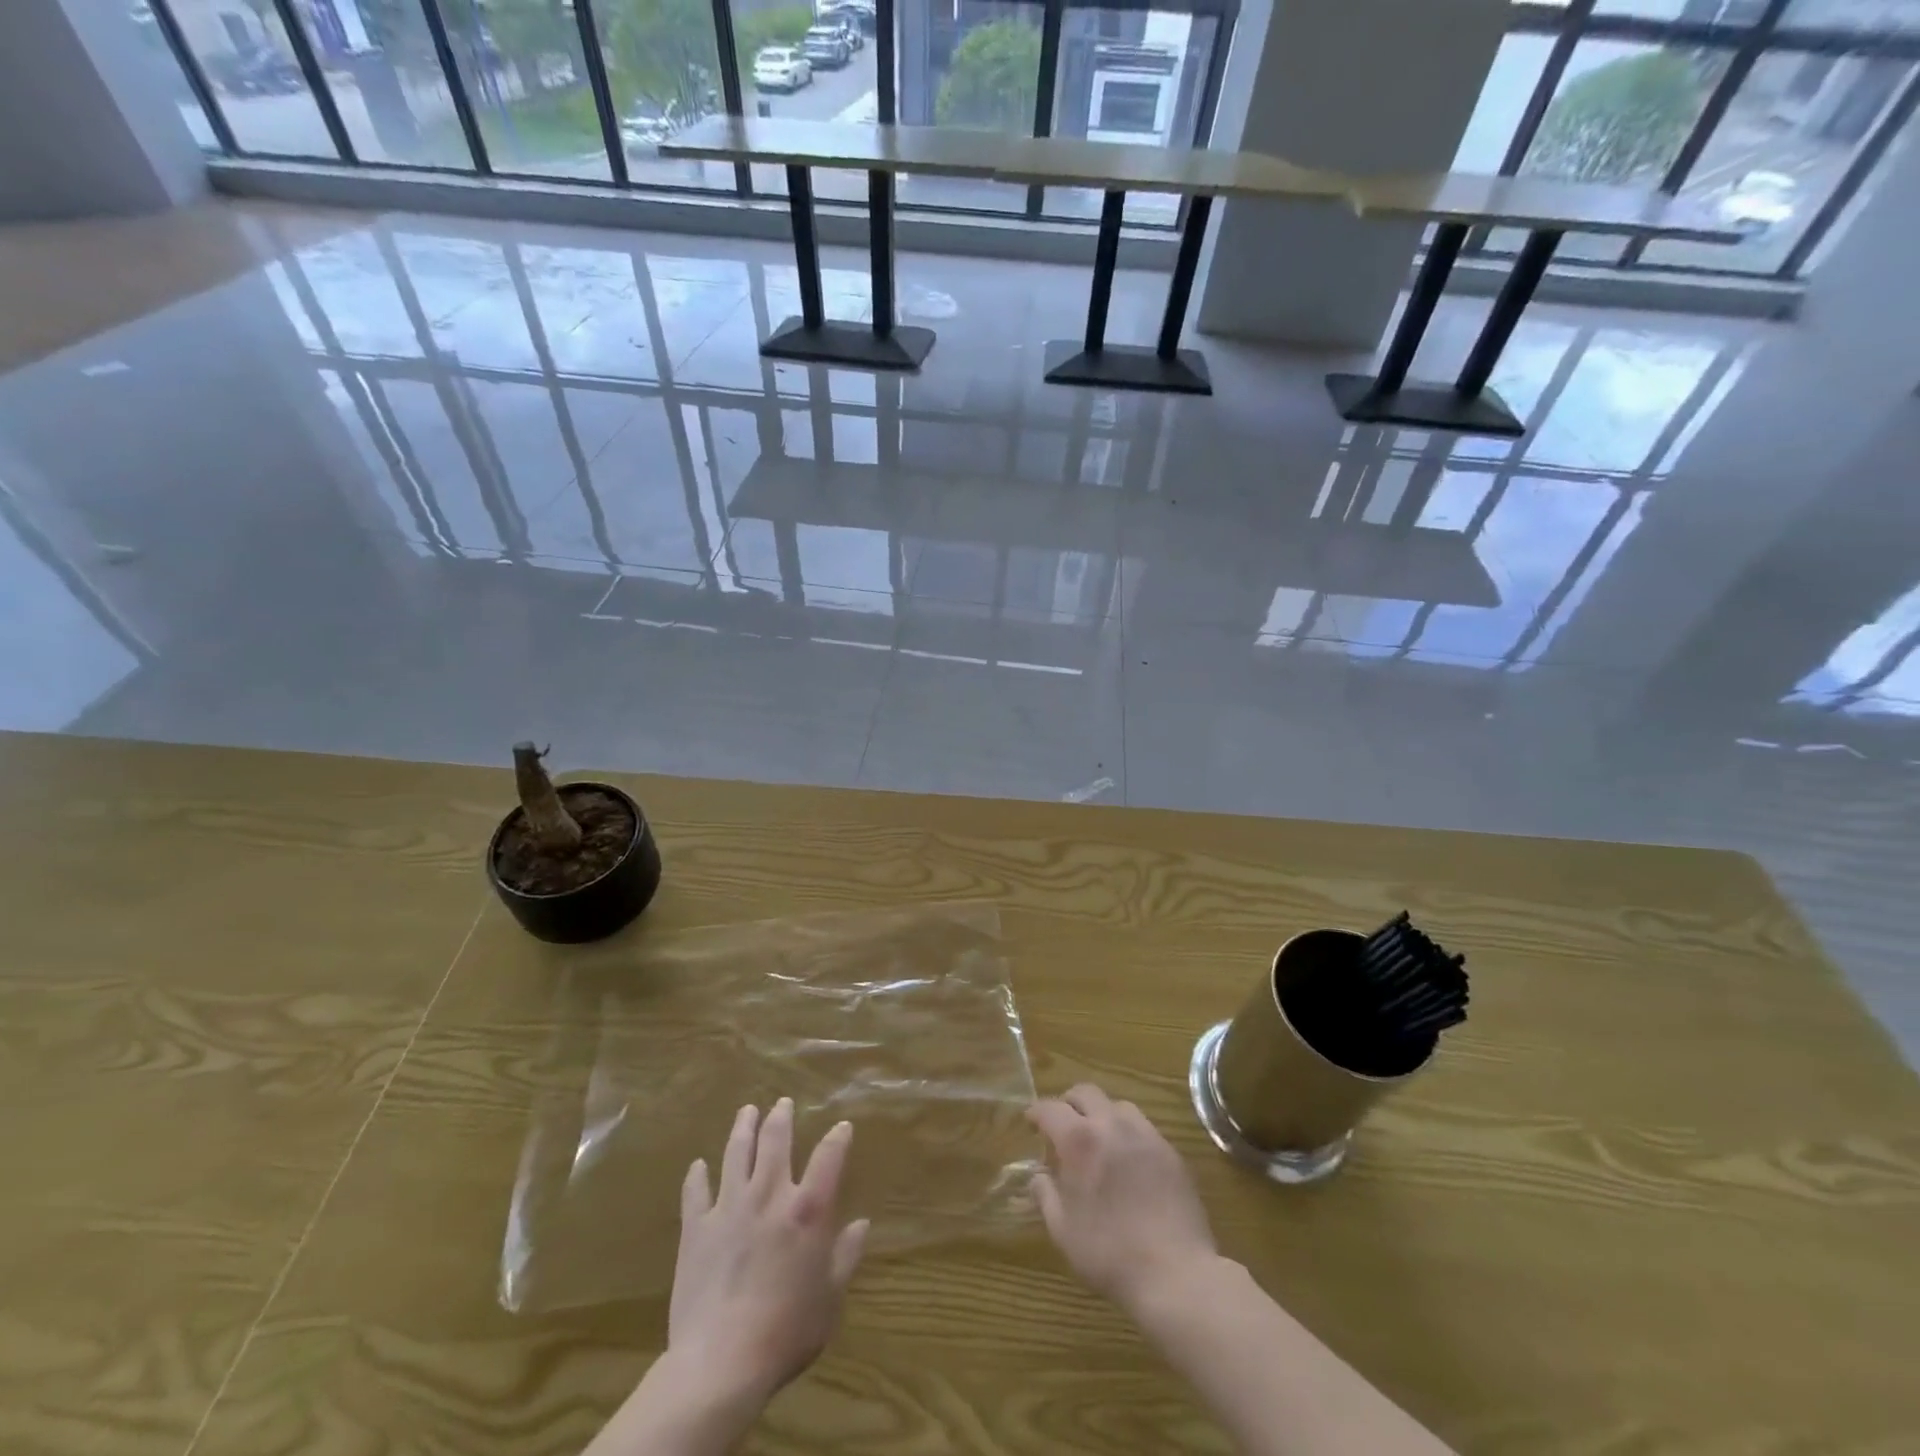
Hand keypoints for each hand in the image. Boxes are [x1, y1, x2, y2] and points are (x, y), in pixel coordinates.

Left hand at [670, 1099, 869, 1402]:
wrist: (722, 1362)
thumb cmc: (787, 1331)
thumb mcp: (830, 1298)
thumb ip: (846, 1256)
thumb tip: (861, 1224)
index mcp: (807, 1210)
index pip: (829, 1157)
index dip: (838, 1138)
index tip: (842, 1127)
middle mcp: (769, 1195)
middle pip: (775, 1142)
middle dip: (781, 1118)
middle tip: (782, 1102)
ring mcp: (729, 1208)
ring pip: (736, 1154)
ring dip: (742, 1129)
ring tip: (747, 1111)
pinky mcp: (696, 1229)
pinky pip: (696, 1193)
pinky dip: (697, 1176)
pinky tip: (698, 1166)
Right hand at [1029, 1084, 1216, 1312]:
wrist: (1175, 1274)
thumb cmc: (1109, 1253)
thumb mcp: (1062, 1230)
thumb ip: (1045, 1195)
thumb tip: (1038, 1177)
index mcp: (1080, 1140)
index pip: (1050, 1108)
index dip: (1036, 1112)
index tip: (1030, 1122)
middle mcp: (1112, 1125)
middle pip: (1086, 1093)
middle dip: (1068, 1103)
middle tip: (1062, 1125)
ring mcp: (1145, 1135)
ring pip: (1117, 1106)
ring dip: (1101, 1115)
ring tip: (1097, 1141)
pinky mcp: (1170, 1151)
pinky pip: (1143, 1128)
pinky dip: (1127, 1134)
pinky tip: (1128, 1162)